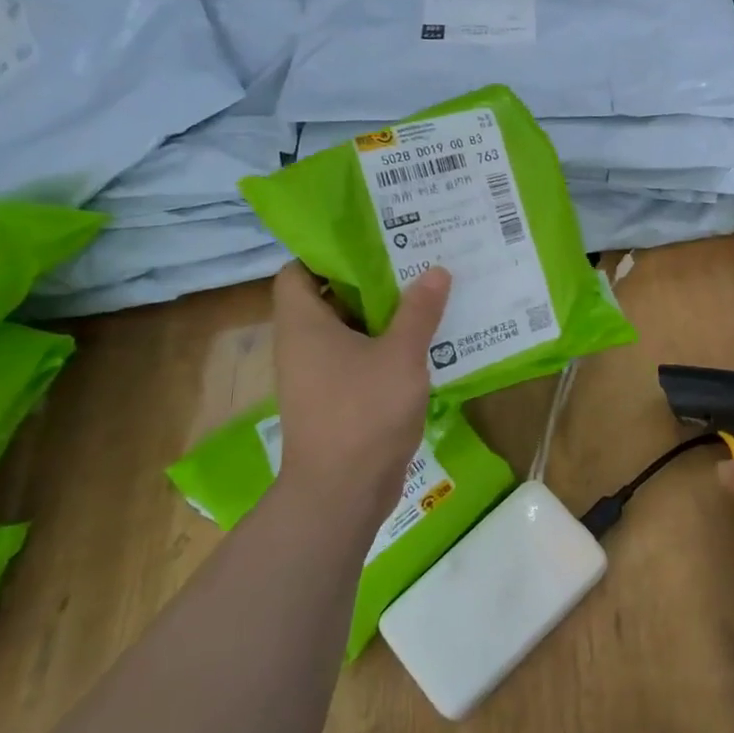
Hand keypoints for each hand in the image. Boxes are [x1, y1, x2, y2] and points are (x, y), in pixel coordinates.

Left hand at [270, 261, 449, 526]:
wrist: (342, 491)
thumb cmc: (363, 412)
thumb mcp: (400, 354)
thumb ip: (419, 311)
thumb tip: (436, 270)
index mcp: (304, 324)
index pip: (297, 271)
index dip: (327, 253)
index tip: (371, 241)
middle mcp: (303, 345)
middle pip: (329, 298)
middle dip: (369, 280)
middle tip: (412, 260)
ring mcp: (319, 376)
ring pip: (349, 331)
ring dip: (383, 315)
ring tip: (427, 294)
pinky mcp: (338, 399)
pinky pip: (360, 359)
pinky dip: (386, 347)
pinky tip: (426, 342)